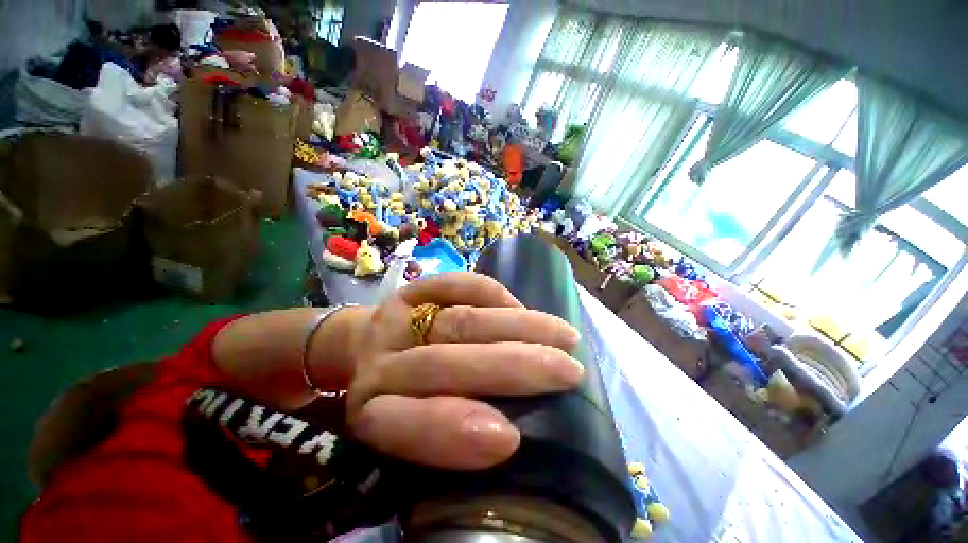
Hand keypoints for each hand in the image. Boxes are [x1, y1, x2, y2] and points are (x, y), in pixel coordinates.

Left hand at [341, 272, 582, 469]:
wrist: (367, 349)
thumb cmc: (400, 398)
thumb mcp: (414, 431)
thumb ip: (449, 432)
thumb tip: (515, 427)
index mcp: (373, 416)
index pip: (407, 425)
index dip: (456, 431)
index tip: (512, 439)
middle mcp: (379, 366)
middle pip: (445, 363)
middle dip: (514, 367)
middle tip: (568, 371)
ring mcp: (395, 320)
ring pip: (461, 321)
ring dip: (520, 327)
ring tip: (564, 336)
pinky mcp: (411, 290)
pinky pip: (457, 285)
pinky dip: (495, 295)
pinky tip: (524, 308)